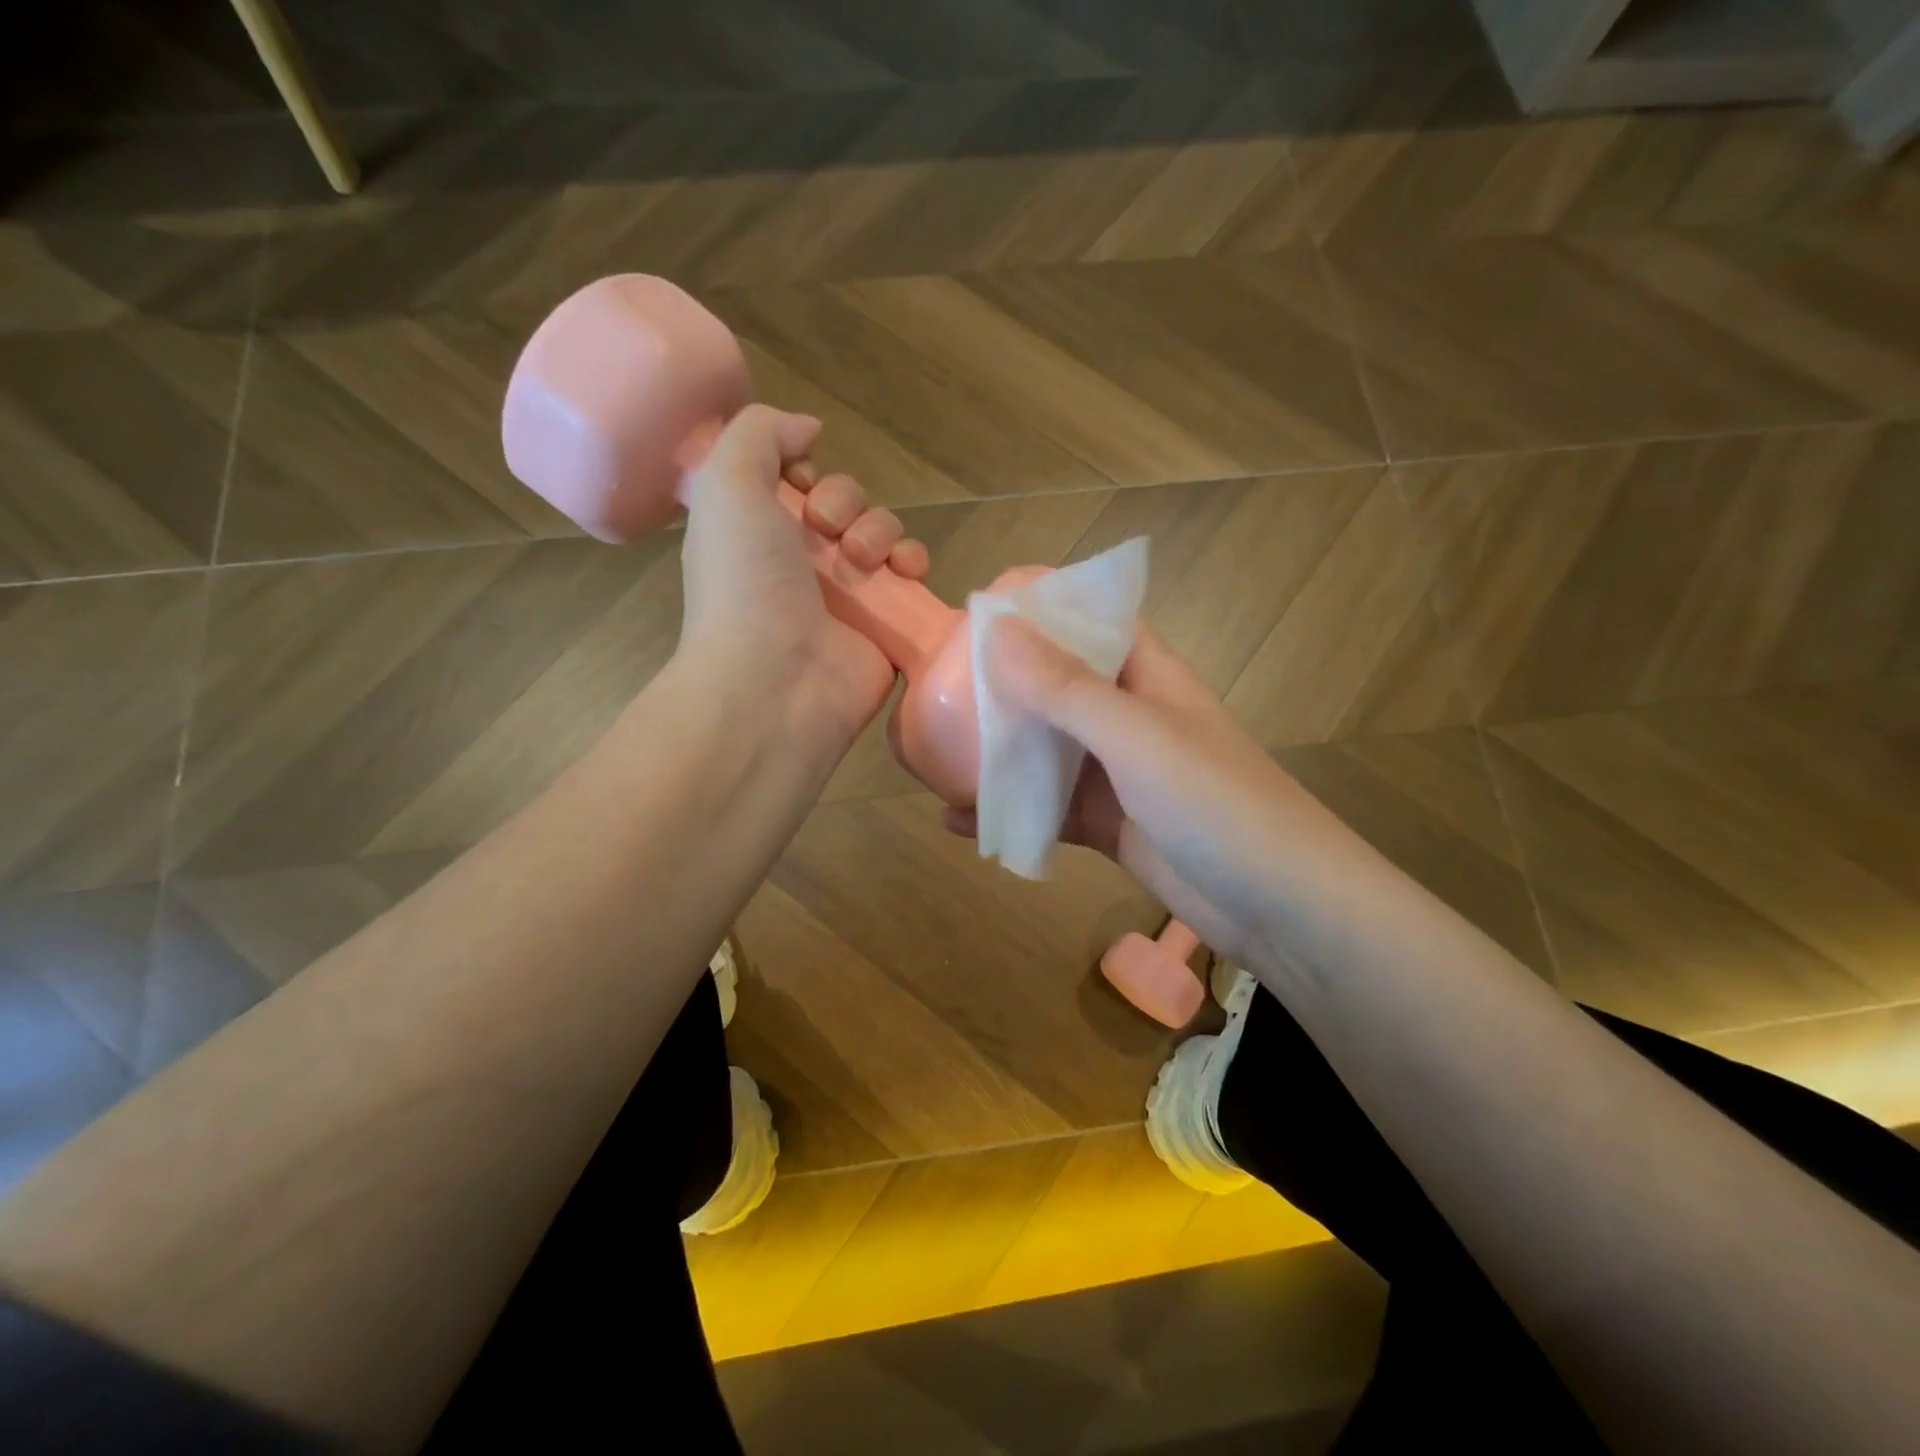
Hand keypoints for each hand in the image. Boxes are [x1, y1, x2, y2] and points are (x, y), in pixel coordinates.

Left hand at [677, 405, 929, 748]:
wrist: (776, 682)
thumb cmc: (744, 583)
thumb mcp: (725, 485)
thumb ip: (758, 434)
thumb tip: (808, 429)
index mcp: (758, 534)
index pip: (796, 485)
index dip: (806, 473)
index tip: (800, 485)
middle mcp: (801, 564)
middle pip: (846, 504)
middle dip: (845, 502)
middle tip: (827, 530)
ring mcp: (848, 597)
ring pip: (883, 534)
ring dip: (880, 531)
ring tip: (863, 561)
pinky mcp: (886, 624)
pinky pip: (912, 577)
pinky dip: (915, 563)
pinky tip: (906, 571)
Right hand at [944, 620, 1316, 968]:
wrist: (1280, 908)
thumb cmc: (1216, 804)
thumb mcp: (1137, 738)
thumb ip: (1066, 689)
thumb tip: (996, 632)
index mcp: (1146, 675)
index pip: (1091, 621)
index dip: (1040, 609)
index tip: (977, 611)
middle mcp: (1129, 716)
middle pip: (1057, 685)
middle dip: (1003, 683)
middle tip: (935, 684)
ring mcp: (1118, 774)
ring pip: (1047, 750)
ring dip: (998, 750)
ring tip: (932, 749)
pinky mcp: (1109, 824)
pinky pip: (1048, 808)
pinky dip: (1009, 811)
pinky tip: (958, 820)